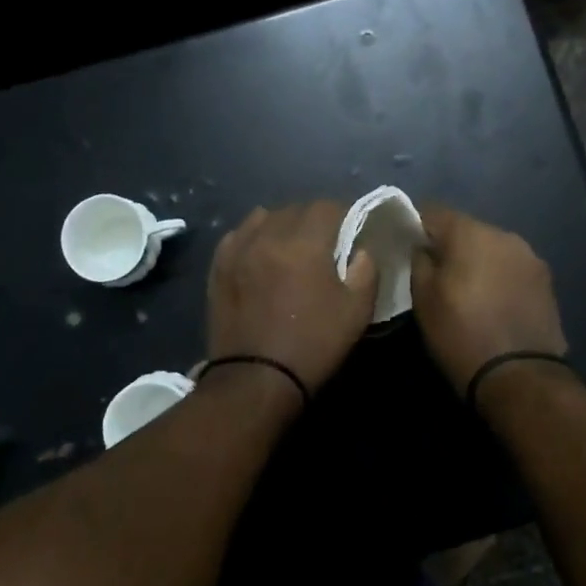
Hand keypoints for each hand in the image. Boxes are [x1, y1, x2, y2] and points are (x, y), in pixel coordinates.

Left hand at [206, 202, 377, 400]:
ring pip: (264, 217)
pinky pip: (238, 235)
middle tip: (324, 242)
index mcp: (304, 243)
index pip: (327, 206)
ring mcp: (238, 249)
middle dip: (314, 219)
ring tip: (290, 246)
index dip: (343, 214)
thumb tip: (360, 250)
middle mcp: (268, 235)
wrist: (255, 379)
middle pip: (295, 209)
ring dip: (282, 224)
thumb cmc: (313, 344)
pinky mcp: (219, 266)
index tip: (351, 231)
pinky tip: (260, 253)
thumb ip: (366, 271)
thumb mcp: (356, 312)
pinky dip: (253, 236)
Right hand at [409, 207, 567, 396]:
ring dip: (477, 261)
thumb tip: (423, 247)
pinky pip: (511, 268)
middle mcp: (504, 234)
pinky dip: (498, 277)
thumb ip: (419, 262)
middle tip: (435, 274)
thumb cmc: (462, 334)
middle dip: (450, 246)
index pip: (434, 211)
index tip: (408, 248)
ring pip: (492, 248)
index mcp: (471, 233)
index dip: (417, 226)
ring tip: (467, 292)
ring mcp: (530, 257)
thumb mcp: (423, 299)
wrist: (520, 377)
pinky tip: (492, 303)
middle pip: (467, 229)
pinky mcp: (546, 281)